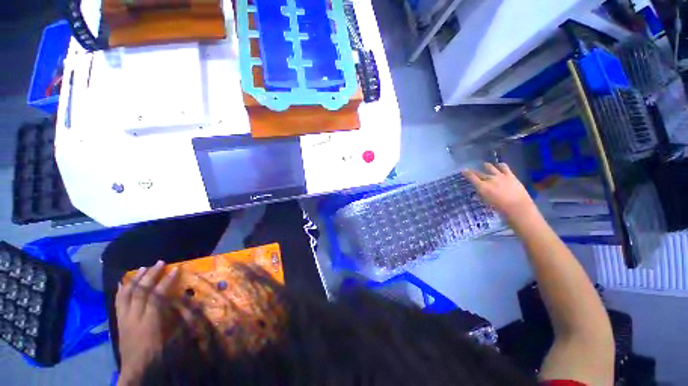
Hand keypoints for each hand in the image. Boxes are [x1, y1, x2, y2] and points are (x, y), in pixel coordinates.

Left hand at [116, 261, 178, 385]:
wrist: (136, 368)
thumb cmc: (158, 353)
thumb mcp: (173, 338)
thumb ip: (179, 318)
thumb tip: (190, 301)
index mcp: (150, 321)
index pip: (158, 296)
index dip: (167, 281)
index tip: (175, 269)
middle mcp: (135, 317)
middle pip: (141, 291)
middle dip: (151, 275)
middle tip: (160, 262)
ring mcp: (124, 318)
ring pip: (128, 294)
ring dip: (136, 279)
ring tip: (143, 268)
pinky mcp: (119, 320)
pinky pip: (118, 301)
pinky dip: (122, 290)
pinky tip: (124, 282)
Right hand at [462, 163, 536, 221]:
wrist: (518, 207)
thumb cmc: (500, 208)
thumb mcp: (487, 202)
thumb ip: (482, 195)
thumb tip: (479, 191)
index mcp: (482, 187)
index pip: (471, 177)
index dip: (466, 173)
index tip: (463, 170)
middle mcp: (489, 179)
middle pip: (479, 173)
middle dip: (474, 172)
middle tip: (471, 171)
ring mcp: (500, 176)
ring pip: (490, 167)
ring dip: (486, 166)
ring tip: (485, 165)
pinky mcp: (510, 175)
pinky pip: (504, 167)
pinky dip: (500, 165)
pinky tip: (499, 165)